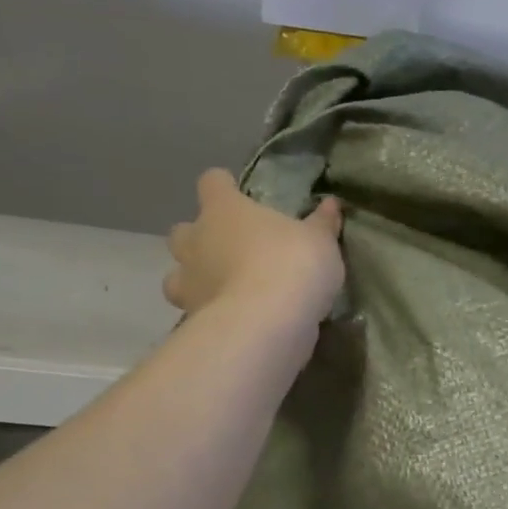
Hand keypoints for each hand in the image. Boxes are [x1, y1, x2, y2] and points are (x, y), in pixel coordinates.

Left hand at [164, 170, 344, 323]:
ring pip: (176, 276)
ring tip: (221, 290)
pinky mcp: (192, 320)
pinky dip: (209, 313)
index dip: (223, 187)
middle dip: (199, 238)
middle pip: (183, 231)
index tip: (236, 193)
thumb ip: (322, 224)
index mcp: (224, 210)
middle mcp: (197, 242)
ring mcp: (189, 284)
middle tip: (228, 248)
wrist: (266, 324)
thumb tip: (331, 205)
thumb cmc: (291, 265)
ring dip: (194, 279)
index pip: (212, 183)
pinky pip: (195, 312)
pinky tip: (233, 321)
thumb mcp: (319, 241)